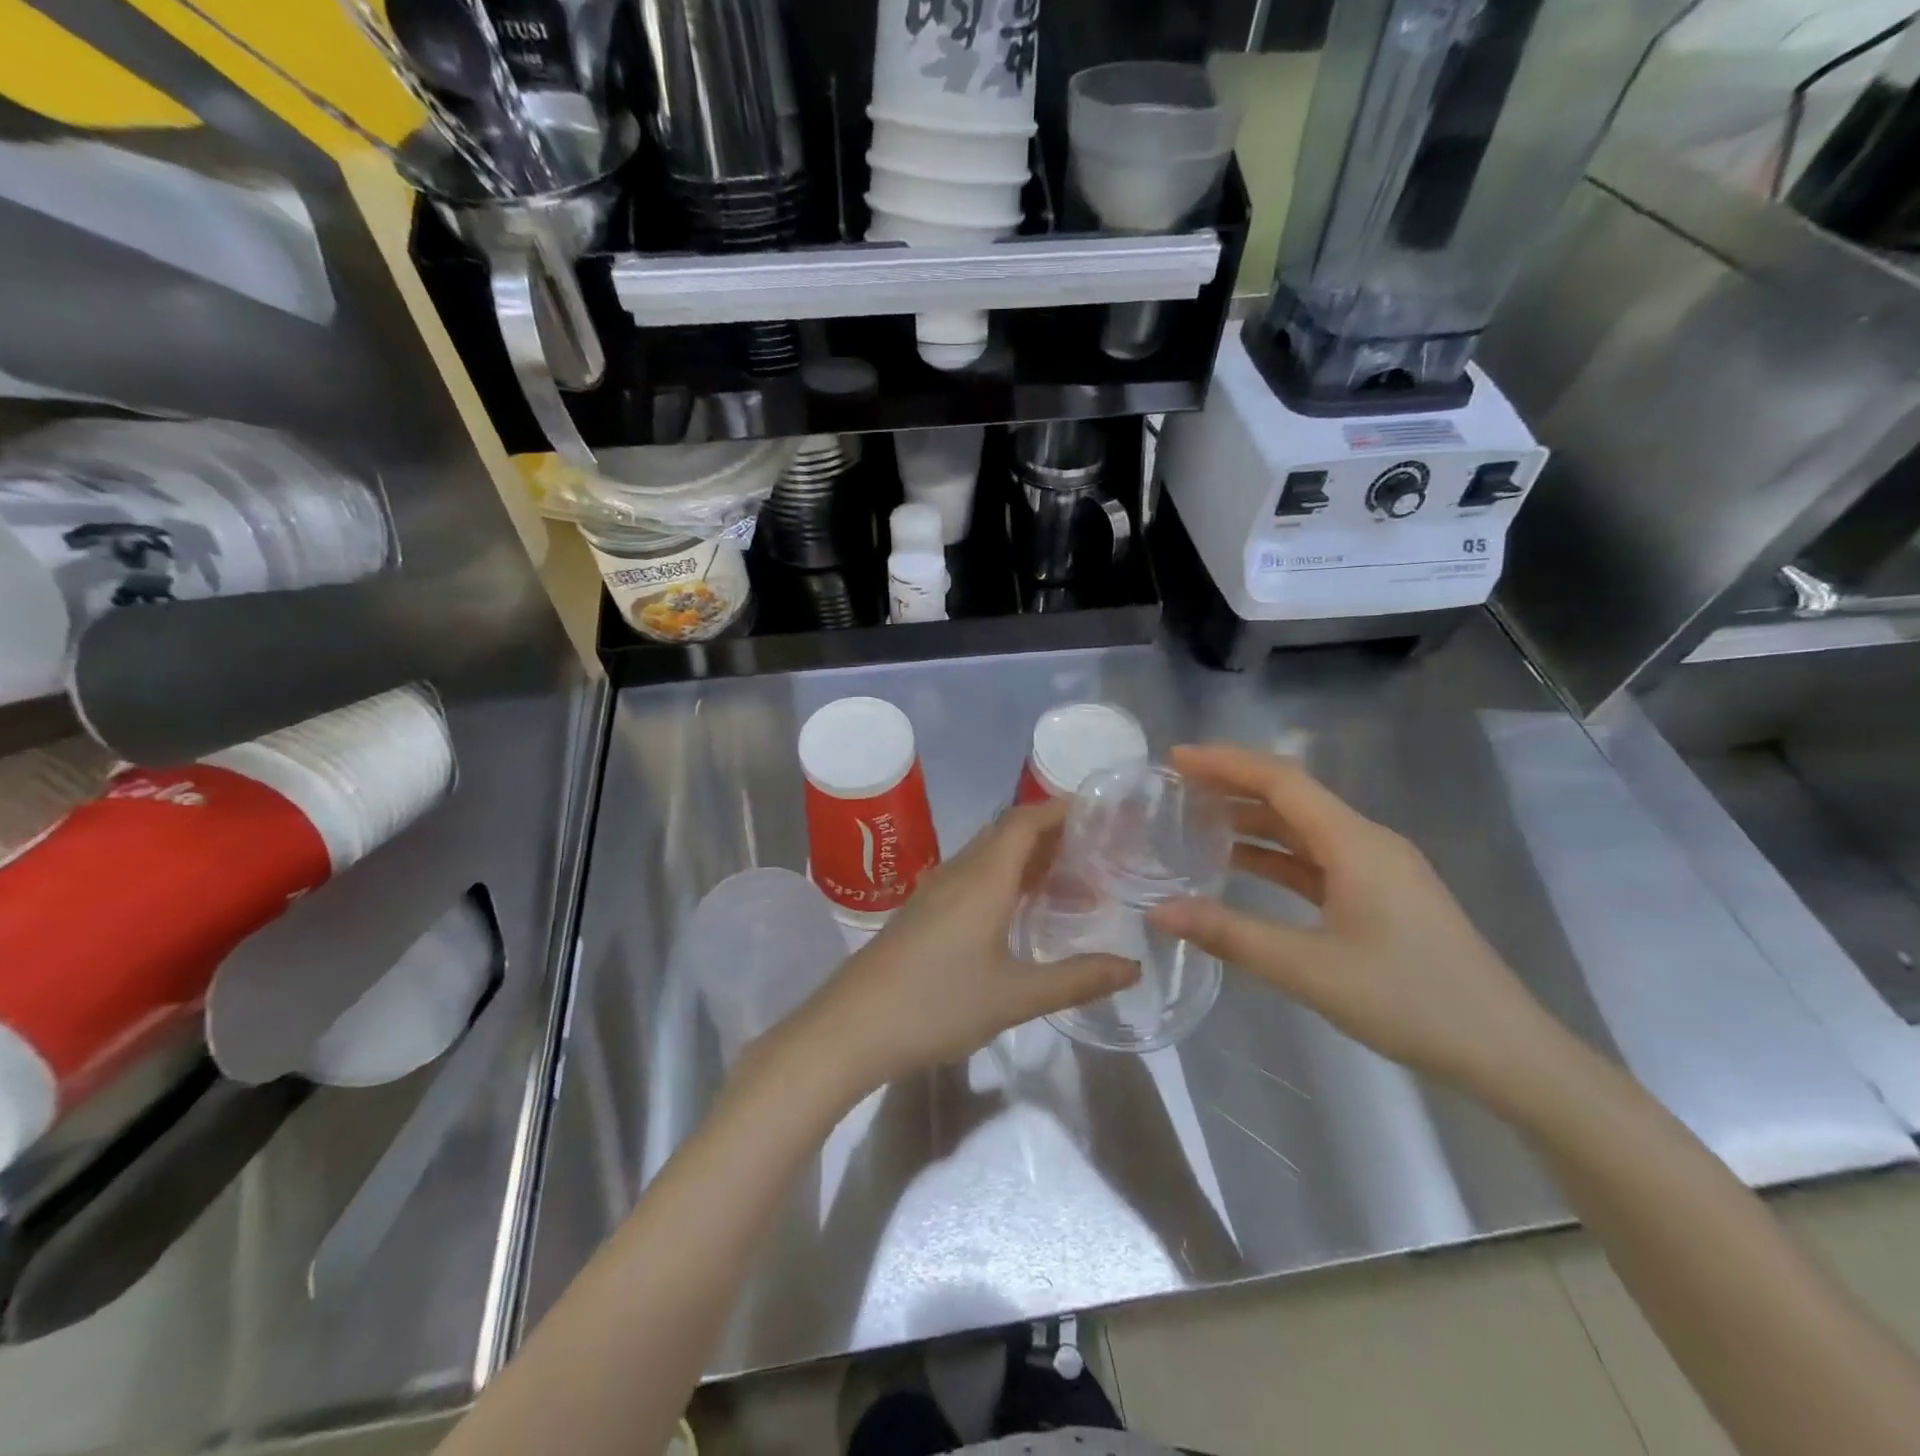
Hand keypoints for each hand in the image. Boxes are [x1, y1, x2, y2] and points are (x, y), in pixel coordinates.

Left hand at [794, 801, 1138, 1094]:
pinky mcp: (923, 912)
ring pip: (989, 857)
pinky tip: (1020, 913)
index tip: (1100, 812)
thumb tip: (1132, 968)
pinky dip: (1005, 880)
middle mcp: (959, 872)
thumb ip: (1077, 979)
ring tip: (1071, 882)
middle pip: (1008, 833)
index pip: (1025, 820)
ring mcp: (936, 891)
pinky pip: (973, 878)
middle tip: (1097, 851)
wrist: (852, 1027)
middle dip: (1052, 834)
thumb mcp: (1015, 996)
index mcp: (983, 877)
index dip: (1060, 809)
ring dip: (1028, 859)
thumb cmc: (937, 1003)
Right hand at [1148, 744, 1563, 1099]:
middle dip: (1233, 786)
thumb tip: (1160, 912)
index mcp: (1356, 843)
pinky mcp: (1382, 896)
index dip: (1226, 763)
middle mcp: (1368, 842)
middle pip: (1292, 797)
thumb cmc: (1410, 1001)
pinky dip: (1275, 856)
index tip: (1176, 759)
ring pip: (1304, 829)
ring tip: (1196, 821)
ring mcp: (1379, 869)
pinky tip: (1242, 867)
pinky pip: (1317, 860)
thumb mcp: (1309, 970)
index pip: (1281, 781)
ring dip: (1252, 821)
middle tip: (1177, 787)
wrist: (1507, 1053)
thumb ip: (1230, 935)